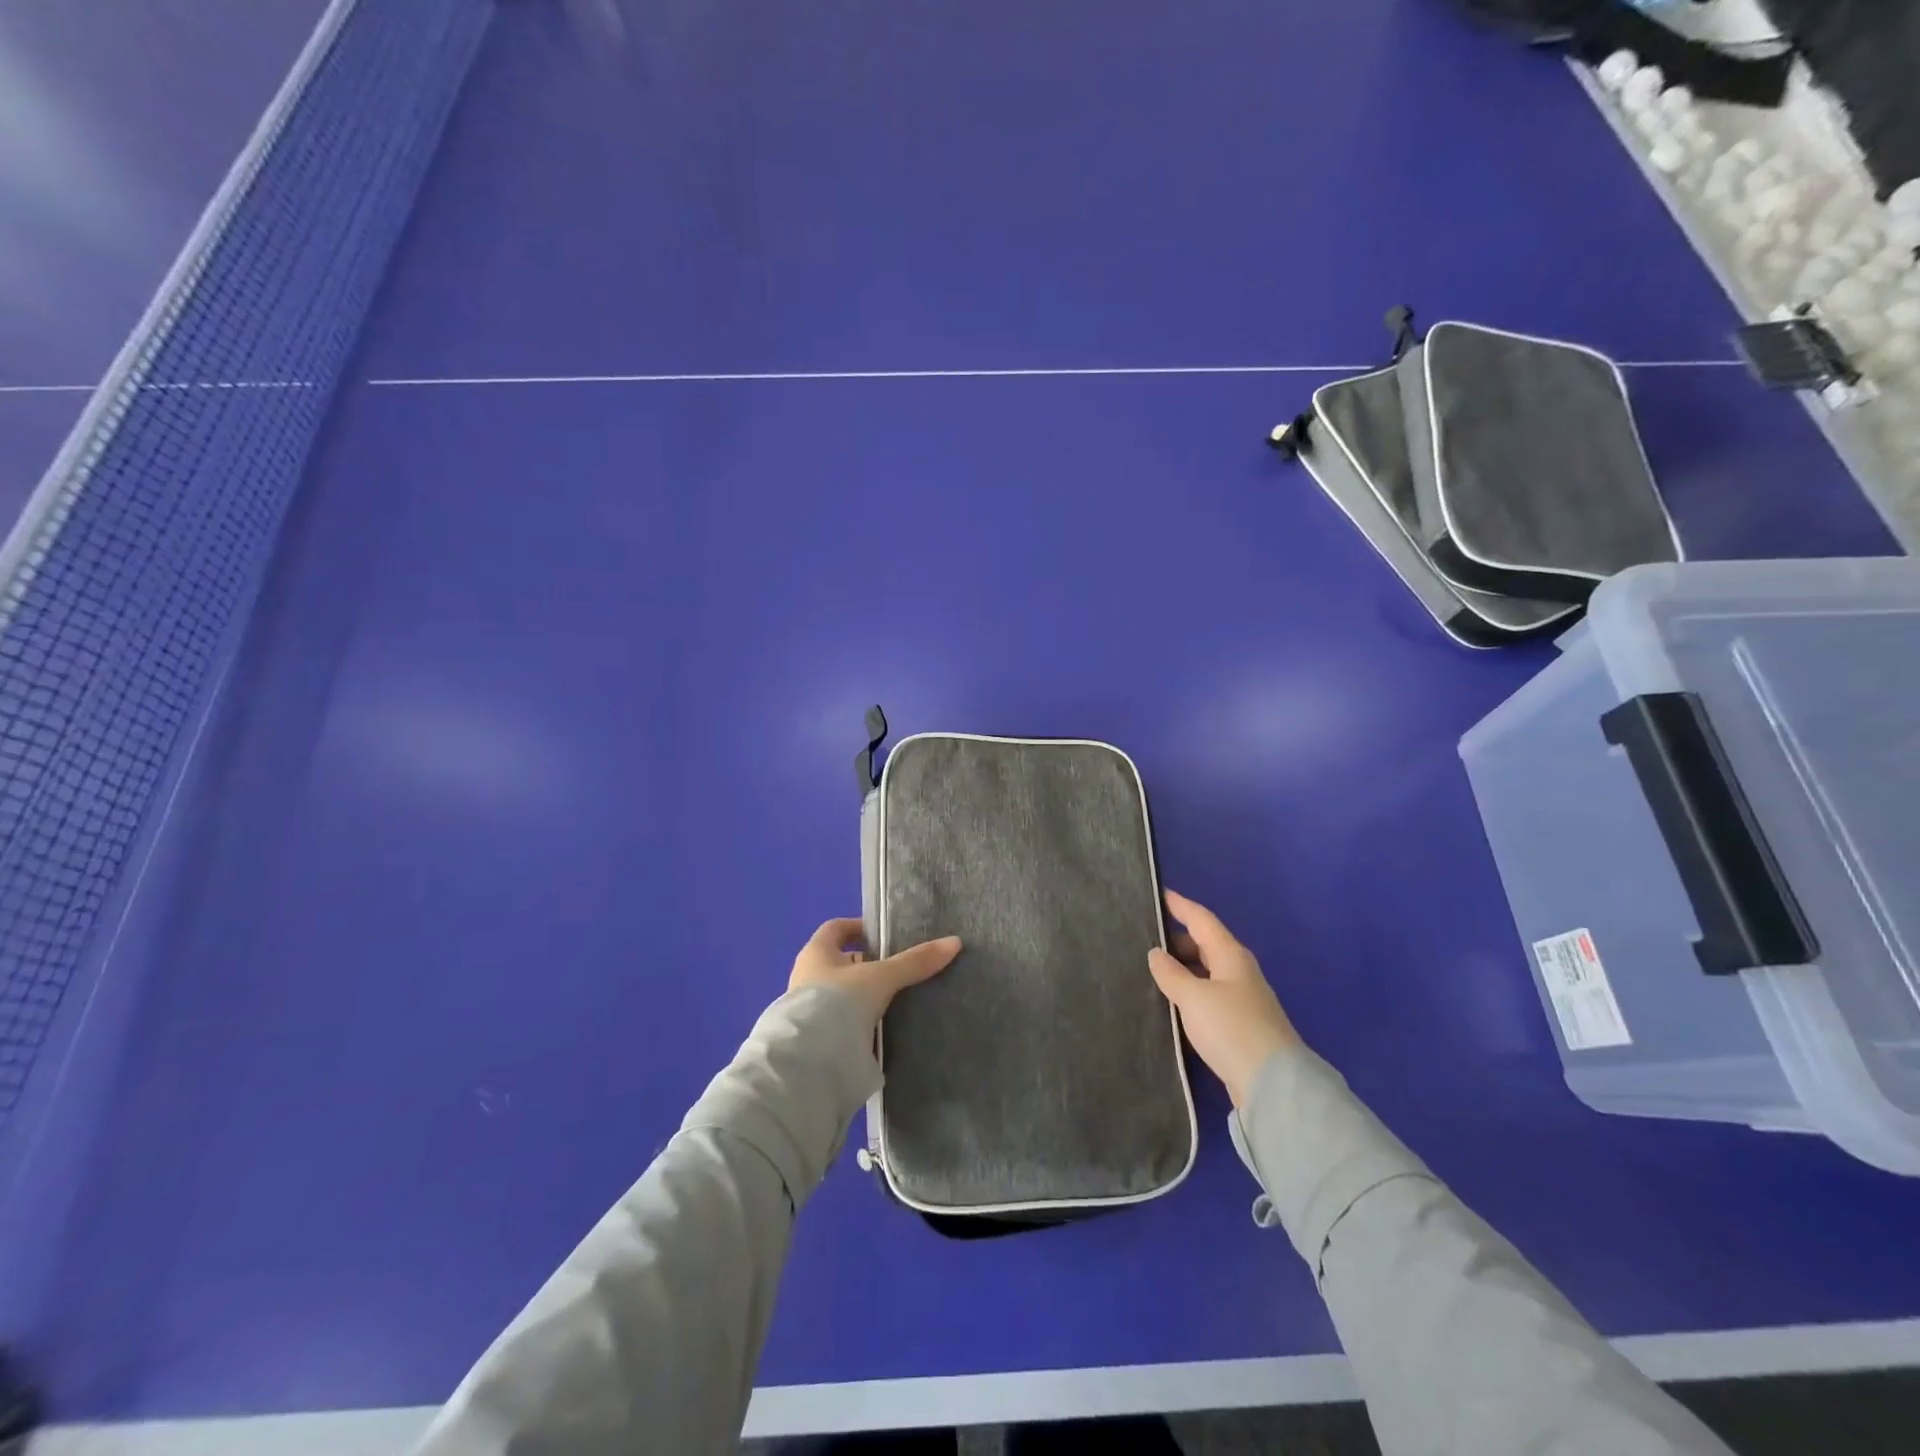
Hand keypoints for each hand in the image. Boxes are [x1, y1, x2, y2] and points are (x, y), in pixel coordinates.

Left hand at [789, 918, 962, 1024]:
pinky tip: (880, 1029)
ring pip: (840, 994)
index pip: (836, 928)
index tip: (885, 935)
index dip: (859, 927)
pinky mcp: (814, 1038)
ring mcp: (806, 1009)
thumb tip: (954, 942)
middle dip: (866, 964)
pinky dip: (858, 1022)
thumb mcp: (881, 977)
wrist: (808, 1061)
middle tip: (897, 969)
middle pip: (839, 962)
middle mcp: (806, 976)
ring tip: (895, 1000)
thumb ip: (914, 962)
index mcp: (815, 952)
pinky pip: (840, 1021)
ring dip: (862, 996)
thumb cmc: (838, 1002)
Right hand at [1149, 890, 1299, 1107]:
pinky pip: (1209, 993)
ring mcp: (1242, 997)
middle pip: (1206, 944)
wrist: (1272, 1082)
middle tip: (1146, 937)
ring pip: (1207, 970)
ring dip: (1183, 966)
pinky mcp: (1240, 1023)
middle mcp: (1239, 970)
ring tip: (1153, 967)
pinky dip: (1190, 988)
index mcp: (1230, 955)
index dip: (1180, 905)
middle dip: (1178, 938)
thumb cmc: (1230, 1027)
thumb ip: (1171, 973)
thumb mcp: (1193, 997)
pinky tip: (1173, 999)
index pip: (1201, 919)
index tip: (1160, 893)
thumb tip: (1156, 953)